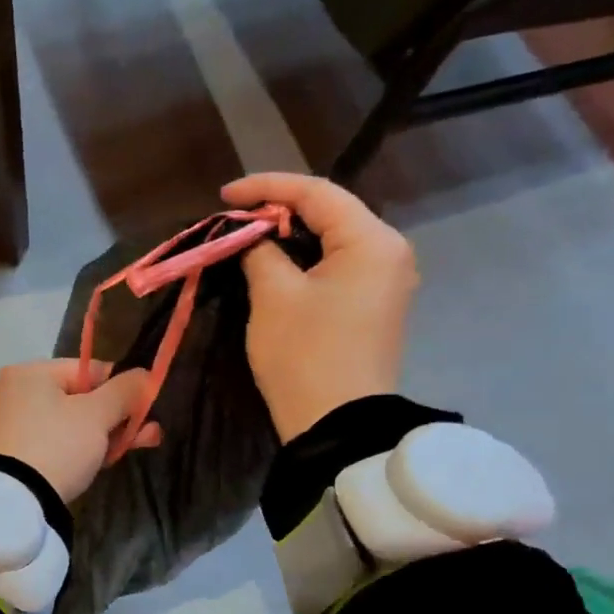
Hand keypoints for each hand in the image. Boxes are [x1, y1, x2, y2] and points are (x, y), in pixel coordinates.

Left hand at [0, 359, 162, 504]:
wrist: (11, 502)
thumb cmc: (57, 446)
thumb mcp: (96, 416)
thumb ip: (124, 391)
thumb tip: (144, 374)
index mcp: (30, 372)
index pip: (89, 370)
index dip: (122, 388)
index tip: (146, 408)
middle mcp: (15, 392)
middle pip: (80, 399)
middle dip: (118, 417)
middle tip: (150, 434)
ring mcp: (10, 424)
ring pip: (69, 424)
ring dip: (104, 435)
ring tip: (132, 449)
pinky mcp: (11, 454)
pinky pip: (53, 443)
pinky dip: (78, 450)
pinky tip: (101, 461)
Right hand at [222, 172, 417, 443]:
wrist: (337, 425)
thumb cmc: (304, 354)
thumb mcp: (273, 295)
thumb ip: (260, 251)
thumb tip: (252, 237)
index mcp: (372, 241)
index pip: (317, 193)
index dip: (266, 188)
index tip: (224, 196)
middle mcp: (389, 252)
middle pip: (331, 212)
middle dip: (279, 209)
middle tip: (234, 217)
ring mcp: (387, 281)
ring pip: (333, 239)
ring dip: (290, 235)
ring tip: (248, 236)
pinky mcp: (375, 305)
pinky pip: (339, 265)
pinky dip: (305, 258)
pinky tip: (276, 263)